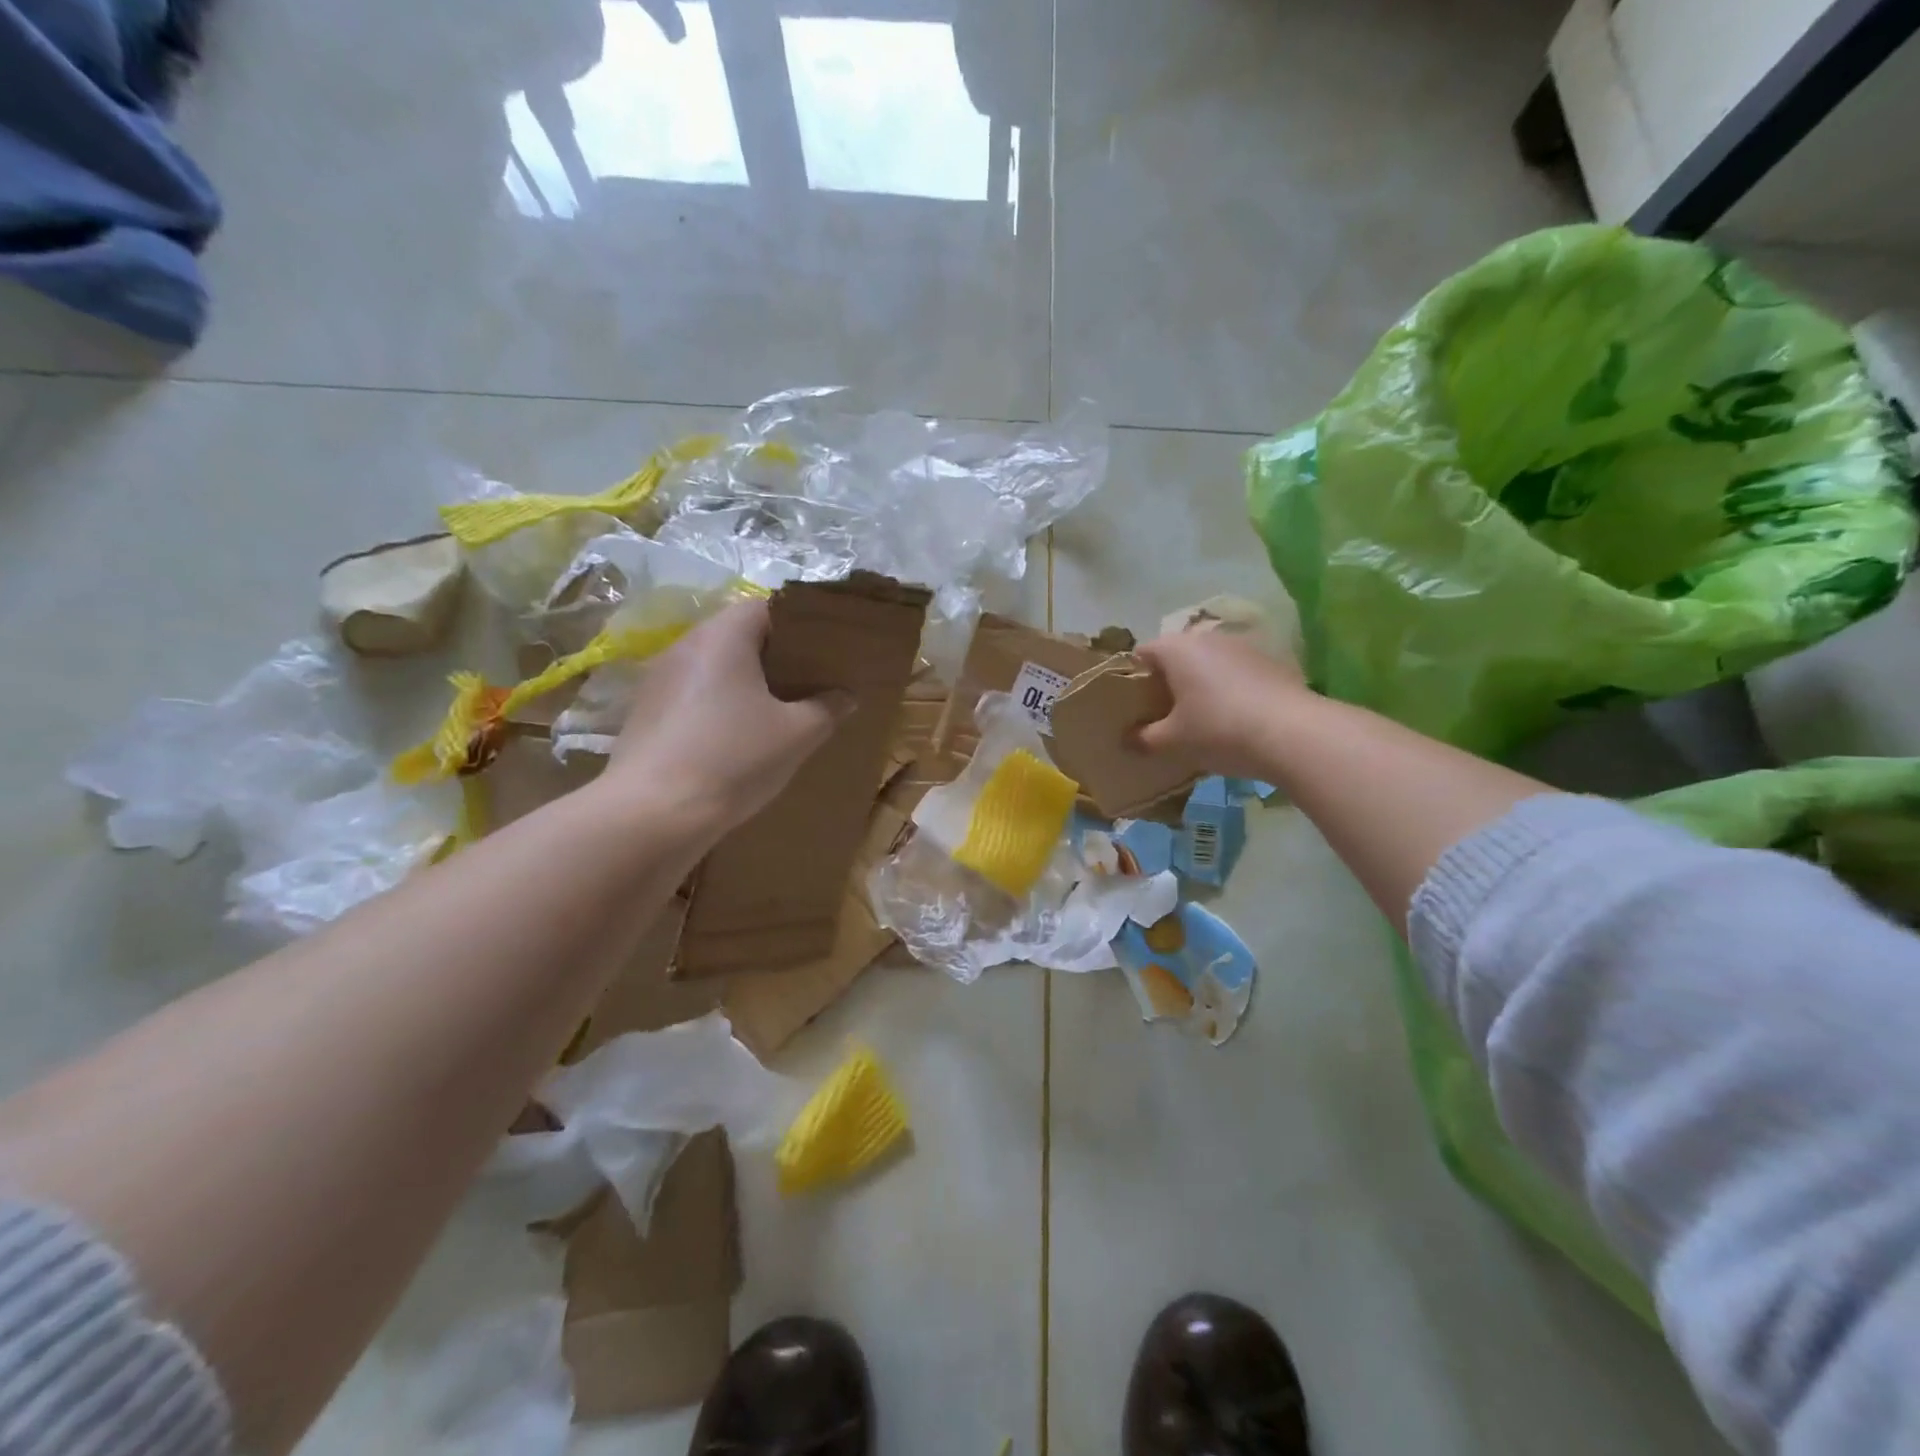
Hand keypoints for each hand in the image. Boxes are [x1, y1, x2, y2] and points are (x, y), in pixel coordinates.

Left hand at [601, 600, 851, 832]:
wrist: (653, 815)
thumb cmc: (733, 759)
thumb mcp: (797, 735)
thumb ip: (827, 708)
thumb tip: (845, 696)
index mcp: (723, 637)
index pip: (765, 607)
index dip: (798, 625)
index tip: (823, 651)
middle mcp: (685, 647)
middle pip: (737, 636)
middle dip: (774, 657)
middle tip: (808, 682)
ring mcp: (658, 680)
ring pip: (713, 668)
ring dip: (744, 683)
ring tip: (776, 711)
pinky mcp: (645, 714)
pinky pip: (692, 696)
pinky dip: (718, 706)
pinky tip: (735, 738)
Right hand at [1134, 625, 1309, 778]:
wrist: (1294, 734)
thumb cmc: (1218, 729)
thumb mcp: (1173, 741)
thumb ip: (1144, 738)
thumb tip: (1128, 739)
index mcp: (1176, 648)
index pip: (1141, 654)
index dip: (1132, 679)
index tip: (1132, 706)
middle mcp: (1207, 637)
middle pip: (1176, 656)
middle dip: (1166, 682)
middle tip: (1161, 716)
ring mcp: (1242, 647)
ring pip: (1207, 663)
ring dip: (1198, 685)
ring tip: (1197, 719)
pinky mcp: (1271, 661)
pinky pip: (1234, 672)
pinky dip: (1227, 690)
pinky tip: (1231, 719)